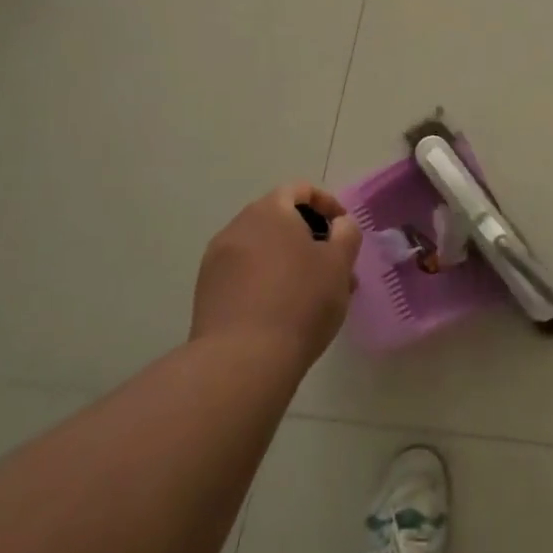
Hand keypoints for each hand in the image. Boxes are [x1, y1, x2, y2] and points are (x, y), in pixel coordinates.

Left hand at [191, 183, 360, 367]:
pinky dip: (267, 282)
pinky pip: (244, 276)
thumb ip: (346, 234)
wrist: (241, 362)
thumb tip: (339, 226)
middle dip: (309, 238)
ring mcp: (216, 263)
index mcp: (269, 211)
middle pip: (278, 220)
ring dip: (289, 262)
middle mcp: (237, 228)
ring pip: (262, 251)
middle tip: (333, 265)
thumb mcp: (339, 263)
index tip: (343, 229)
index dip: (327, 203)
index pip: (299, 190)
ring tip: (314, 294)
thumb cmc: (300, 301)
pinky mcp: (206, 295)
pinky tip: (285, 312)